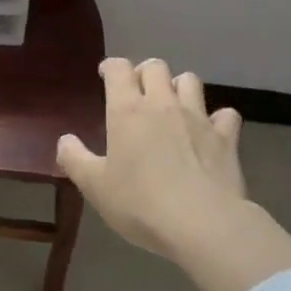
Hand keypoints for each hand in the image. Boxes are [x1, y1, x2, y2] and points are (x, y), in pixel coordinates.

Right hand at [56, 57, 246, 261]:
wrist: (202, 223)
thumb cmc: (140, 203)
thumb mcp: (95, 187)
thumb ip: (75, 159)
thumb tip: (65, 140)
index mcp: (127, 110)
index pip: (119, 68)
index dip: (111, 67)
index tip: (106, 76)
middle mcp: (162, 104)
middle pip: (156, 66)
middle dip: (145, 72)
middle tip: (139, 92)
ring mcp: (197, 117)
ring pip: (191, 81)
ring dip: (179, 87)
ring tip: (173, 105)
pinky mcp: (225, 137)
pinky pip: (225, 115)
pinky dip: (218, 118)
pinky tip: (211, 131)